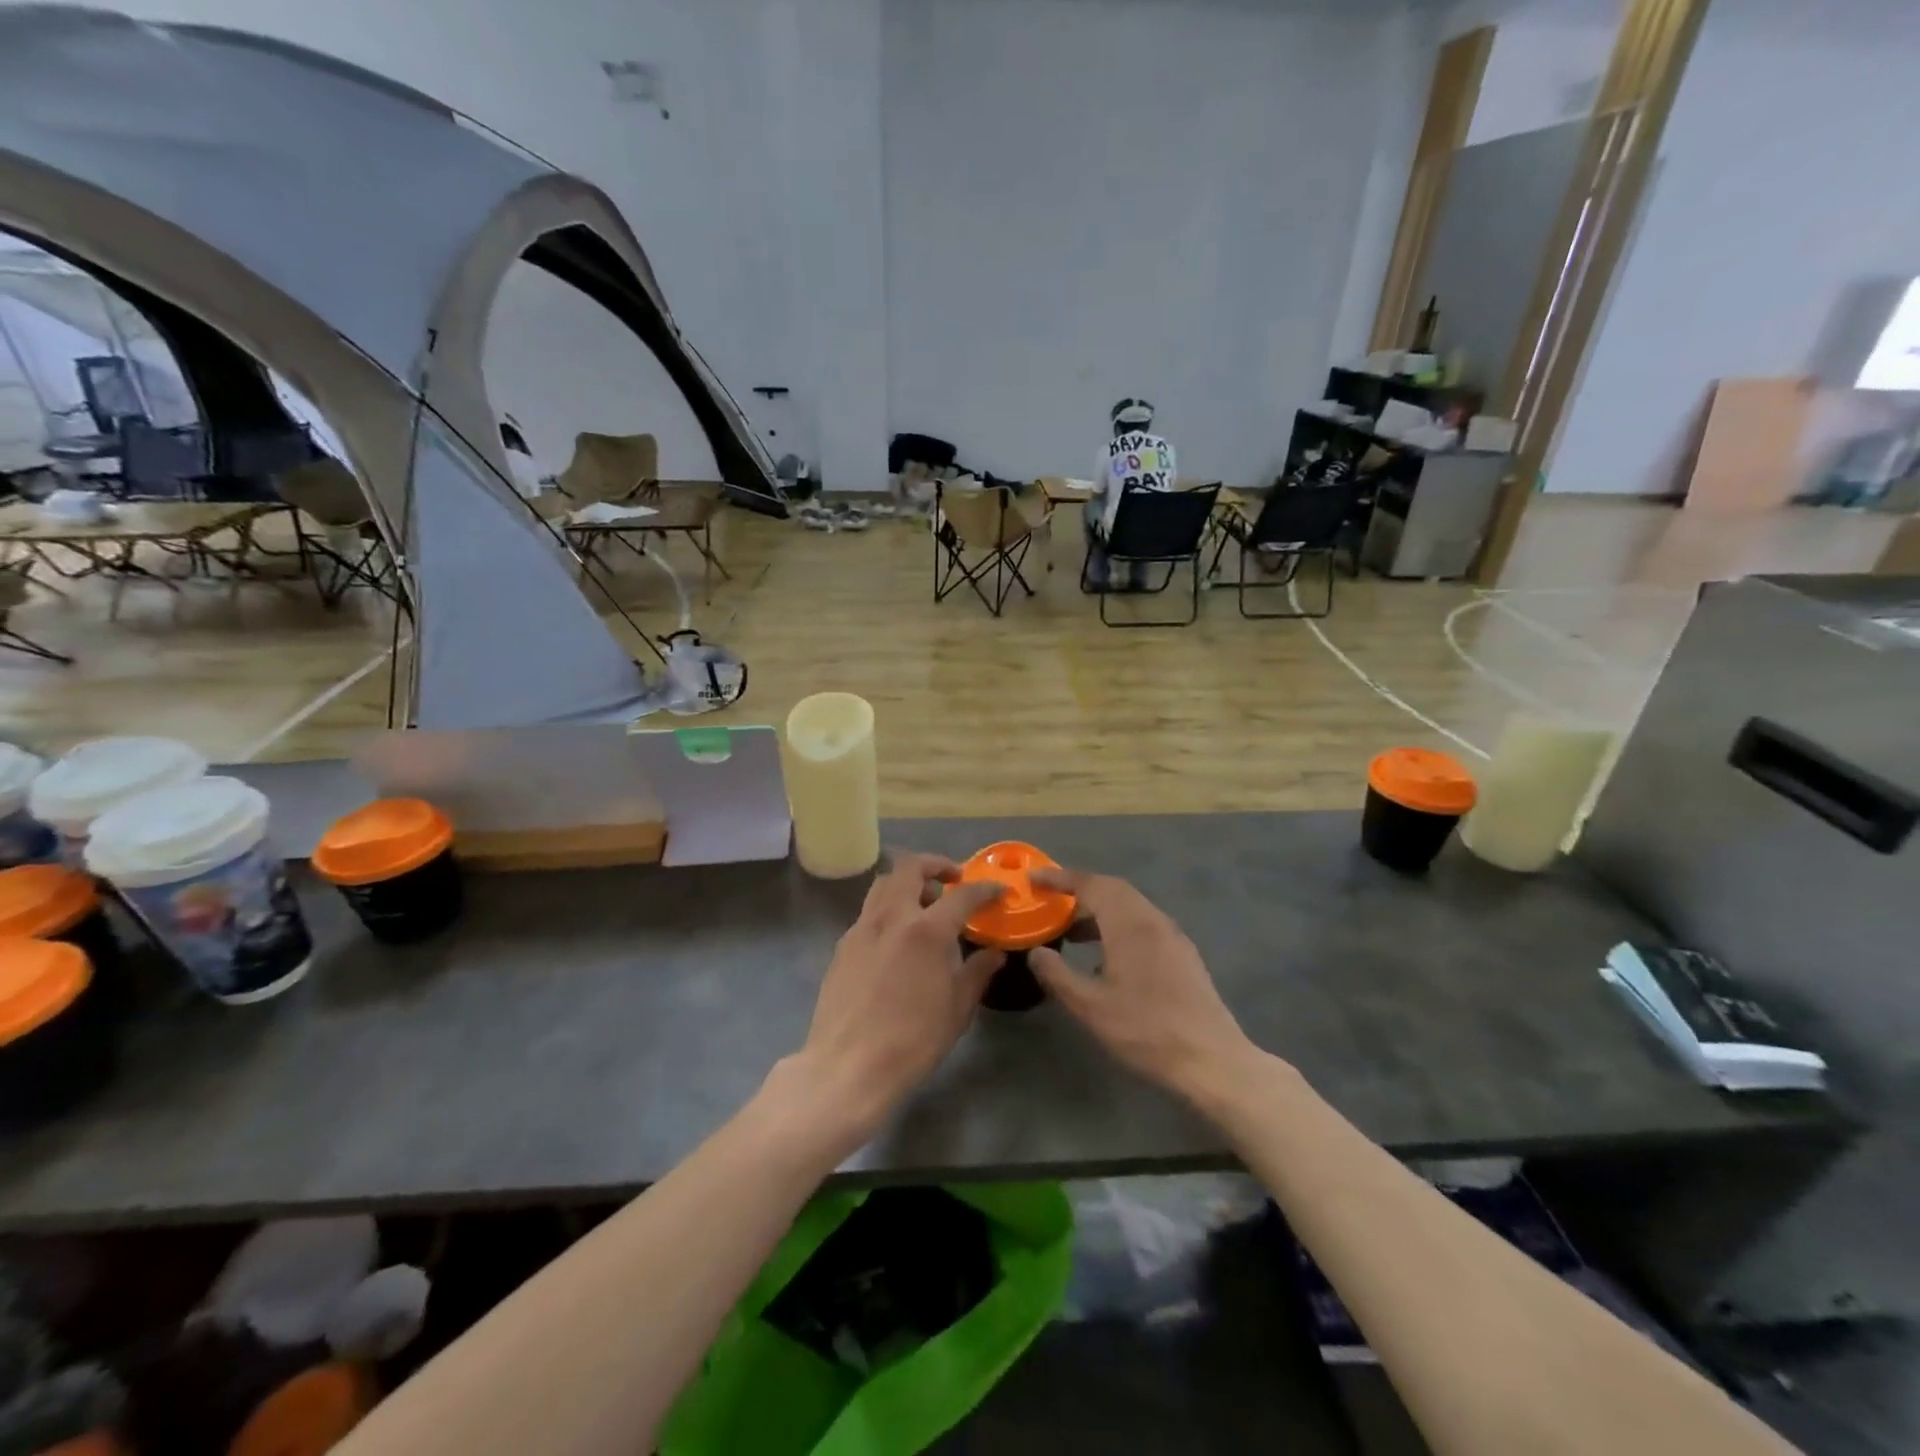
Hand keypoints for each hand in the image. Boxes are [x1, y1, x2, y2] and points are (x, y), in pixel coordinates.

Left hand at [787, 853, 1004, 1137]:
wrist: (848, 1068)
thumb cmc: (912, 1042)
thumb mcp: (957, 1009)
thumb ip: (978, 972)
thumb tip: (994, 953)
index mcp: (926, 930)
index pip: (963, 895)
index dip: (985, 888)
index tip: (999, 890)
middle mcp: (891, 917)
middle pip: (910, 867)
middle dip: (936, 865)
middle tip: (954, 880)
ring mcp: (861, 929)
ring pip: (884, 884)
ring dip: (908, 882)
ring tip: (925, 905)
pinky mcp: (842, 946)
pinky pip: (869, 912)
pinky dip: (889, 910)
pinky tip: (898, 939)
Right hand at [1028, 868, 1259, 1103]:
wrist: (1211, 1060)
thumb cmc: (1145, 1030)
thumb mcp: (1090, 1007)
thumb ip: (1057, 975)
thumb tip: (1036, 952)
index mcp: (1129, 923)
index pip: (1090, 884)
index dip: (1060, 878)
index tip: (1034, 878)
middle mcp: (1153, 919)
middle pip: (1113, 889)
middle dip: (1080, 889)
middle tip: (1051, 900)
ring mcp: (1173, 936)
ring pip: (1130, 907)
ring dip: (1100, 910)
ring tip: (1072, 933)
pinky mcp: (1183, 954)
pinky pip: (1144, 924)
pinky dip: (1119, 925)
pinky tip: (1107, 957)